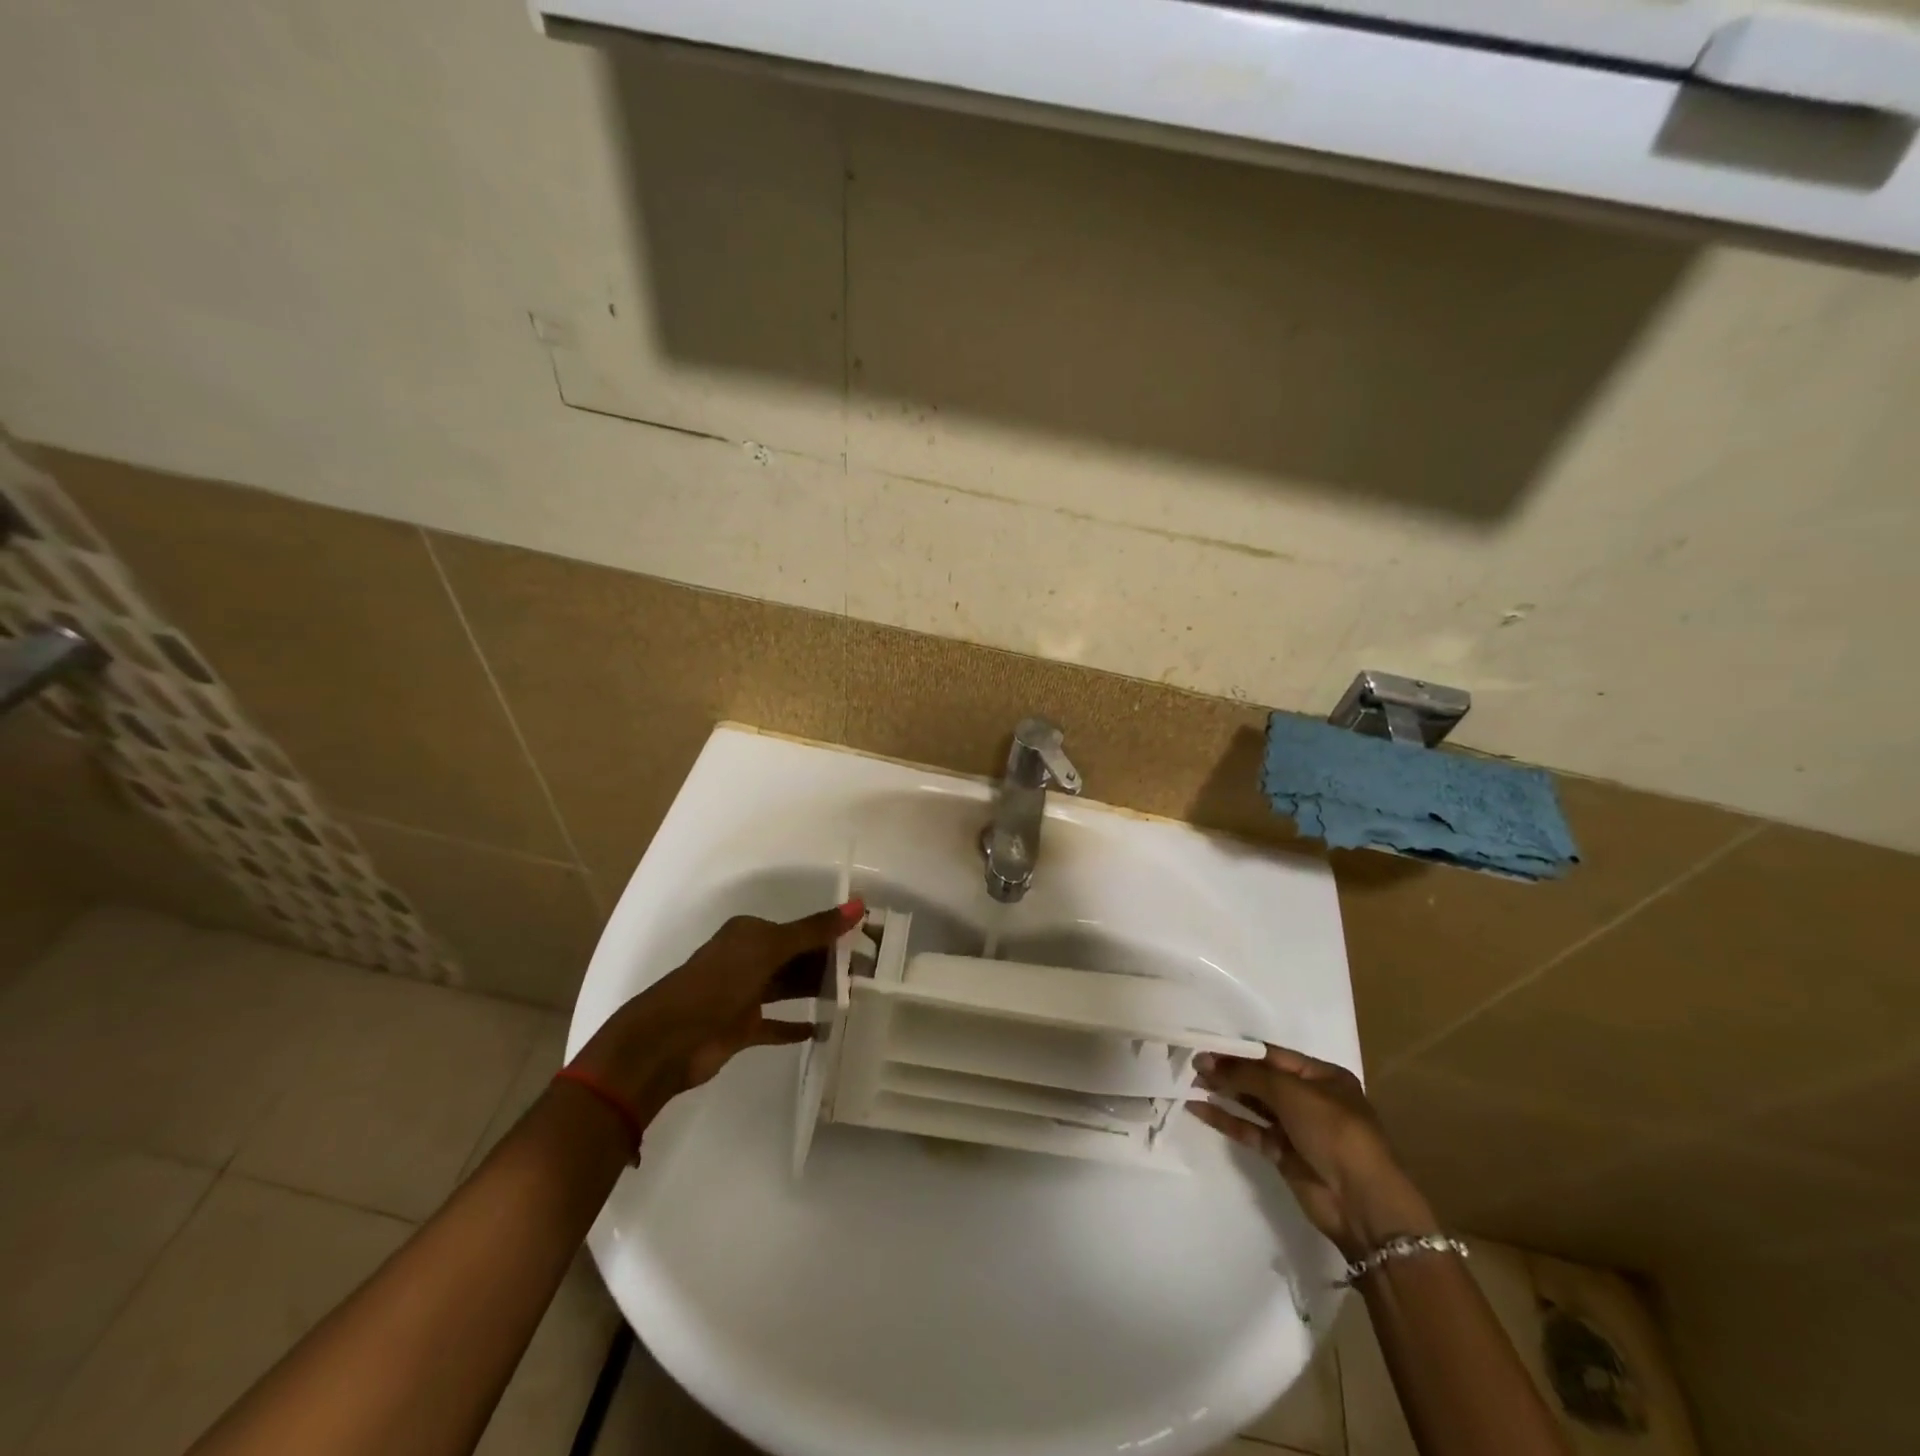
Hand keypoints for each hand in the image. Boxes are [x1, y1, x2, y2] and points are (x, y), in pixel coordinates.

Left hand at [571, 900, 863, 1118]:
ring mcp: (742, 995)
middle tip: (868, 974)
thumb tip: (859, 904)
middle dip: (827, 964)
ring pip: (788, 988)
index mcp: (750, 934)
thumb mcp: (770, 949)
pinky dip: (795, 1026)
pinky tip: (822, 1029)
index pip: (799, 929)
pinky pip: (775, 1024)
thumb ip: (814, 930)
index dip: (831, 935)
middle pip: (795, 958)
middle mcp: (746, 959)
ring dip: (815, 991)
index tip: (866, 944)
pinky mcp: (740, 1028)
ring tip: (854, 996)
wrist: (669, 1040)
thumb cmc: (719, 983)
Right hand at [1190, 1044, 1436, 1257]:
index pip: (1272, 1056)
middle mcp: (1309, 1099)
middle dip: (1229, 1071)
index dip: (1239, 1051)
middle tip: (1193, 1064)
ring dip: (1224, 1093)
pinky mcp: (1283, 1154)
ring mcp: (1296, 1128)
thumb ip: (1248, 1075)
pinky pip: (1249, 1130)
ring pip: (1253, 1104)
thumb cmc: (1333, 1131)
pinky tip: (1199, 1109)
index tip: (1206, 1046)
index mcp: (1322, 1077)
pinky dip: (1226, 1119)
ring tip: (1190, 1082)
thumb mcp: (1291, 1092)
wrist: (1362, 1202)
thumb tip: (1207, 1062)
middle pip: (1261, 1079)